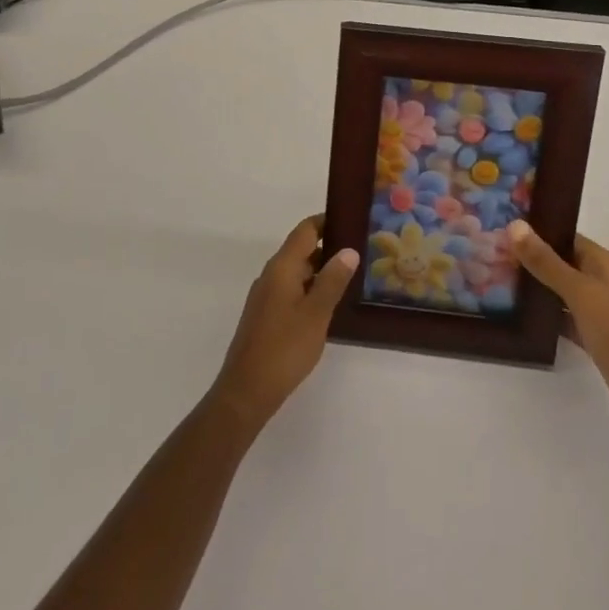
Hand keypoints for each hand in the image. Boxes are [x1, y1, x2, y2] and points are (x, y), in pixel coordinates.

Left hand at [210, 216, 357, 432]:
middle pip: (301, 249)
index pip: (305, 231)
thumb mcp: (316, 314)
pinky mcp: (266, 315)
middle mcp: (271, 275)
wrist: (247, 390)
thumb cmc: (284, 348)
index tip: (351, 219)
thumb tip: (348, 249)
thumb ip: (332, 281)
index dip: (327, 221)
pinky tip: (330, 303)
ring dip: (321, 270)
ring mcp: (266, 295)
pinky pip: (292, 290)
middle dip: (329, 246)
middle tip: (362, 250)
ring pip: (297, 272)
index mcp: (282, 267)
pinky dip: (311, 288)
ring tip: (353, 275)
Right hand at [510, 222, 608, 436]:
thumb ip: (546, 262)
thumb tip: (515, 225)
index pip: (567, 237)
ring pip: (563, 290)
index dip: (538, 233)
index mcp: (606, 264)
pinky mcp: (597, 336)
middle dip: (533, 260)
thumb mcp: (580, 293)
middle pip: (564, 263)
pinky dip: (548, 314)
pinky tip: (522, 315)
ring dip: (538, 287)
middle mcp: (605, 282)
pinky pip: (566, 316)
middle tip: (495, 256)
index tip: (504, 232)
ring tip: (500, 281)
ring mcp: (602, 310)